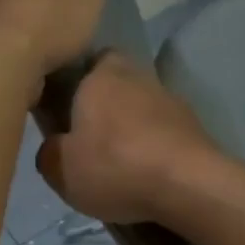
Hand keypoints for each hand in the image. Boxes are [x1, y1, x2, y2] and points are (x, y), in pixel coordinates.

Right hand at [36, 53, 223, 225]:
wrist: (189, 185)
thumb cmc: (116, 166)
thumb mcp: (60, 168)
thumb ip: (49, 150)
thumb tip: (56, 145)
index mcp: (103, 74)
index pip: (89, 59)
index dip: (78, 79)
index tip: (67, 106)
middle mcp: (140, 77)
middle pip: (118, 84)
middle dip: (105, 107)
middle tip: (89, 139)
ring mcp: (172, 101)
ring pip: (143, 109)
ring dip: (132, 130)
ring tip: (119, 164)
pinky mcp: (194, 128)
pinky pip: (164, 133)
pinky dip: (154, 148)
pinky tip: (146, 174)